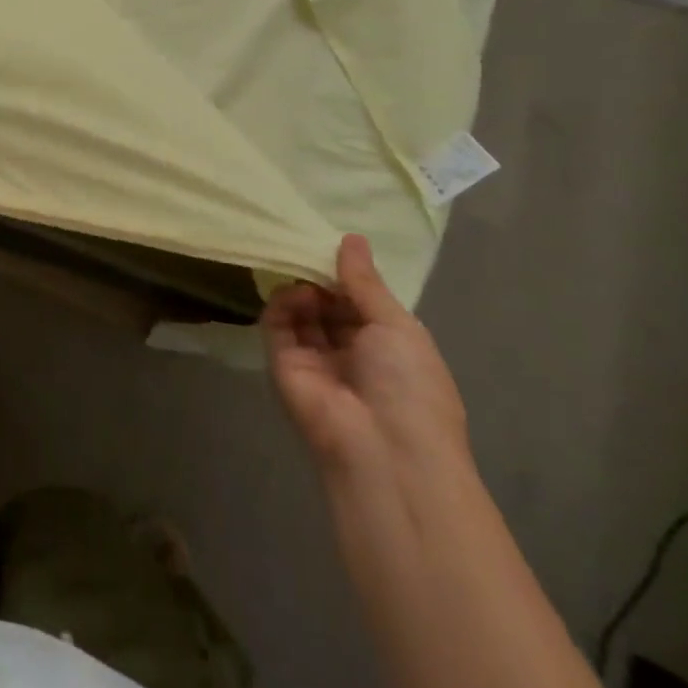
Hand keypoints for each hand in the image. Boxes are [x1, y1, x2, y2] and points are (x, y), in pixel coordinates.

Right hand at [264, 235, 467, 479]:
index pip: (361, 302)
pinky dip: (283, 304)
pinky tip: (297, 293)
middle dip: (321, 278)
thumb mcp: (398, 326)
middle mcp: (351, 353)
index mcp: (388, 347)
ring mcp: (315, 359)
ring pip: (301, 312)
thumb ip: (365, 282)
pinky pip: (278, 325)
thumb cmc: (409, 387)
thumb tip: (351, 238)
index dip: (349, 276)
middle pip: (328, 305)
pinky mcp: (283, 364)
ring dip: (303, 288)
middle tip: (310, 248)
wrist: (383, 449)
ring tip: (307, 277)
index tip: (336, 245)